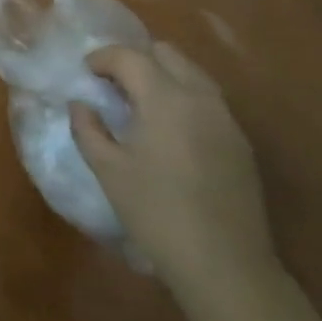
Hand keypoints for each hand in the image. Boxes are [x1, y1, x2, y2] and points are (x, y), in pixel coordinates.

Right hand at [70, 42, 278, 319]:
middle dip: (136, 60)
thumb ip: (88, 129)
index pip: (130, 56)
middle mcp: (200, 97)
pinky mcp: (241, 143)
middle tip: (112, 85)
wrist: (226, 267)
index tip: (85, 72)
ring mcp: (226, 119)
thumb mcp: (109, 171)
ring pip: (192, 74)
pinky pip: (208, 101)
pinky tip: (169, 132)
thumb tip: (80, 104)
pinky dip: (183, 99)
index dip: (103, 58)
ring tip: (139, 106)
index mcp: (165, 98)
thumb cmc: (157, 214)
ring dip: (162, 77)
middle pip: (167, 53)